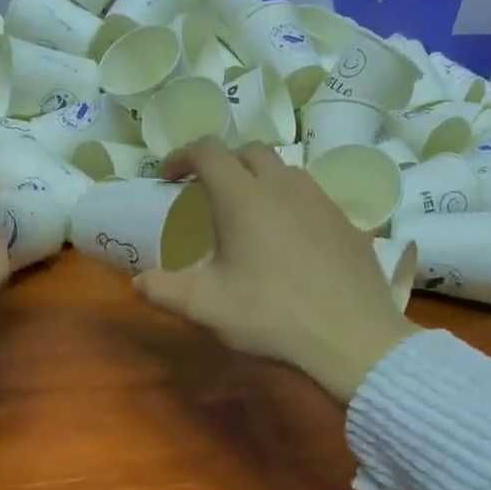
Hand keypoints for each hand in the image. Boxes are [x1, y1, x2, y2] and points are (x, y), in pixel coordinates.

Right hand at [135, 138, 418, 401]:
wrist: (351, 338)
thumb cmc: (270, 316)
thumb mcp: (204, 307)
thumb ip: (164, 289)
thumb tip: (139, 281)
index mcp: (242, 198)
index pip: (208, 152)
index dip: (183, 155)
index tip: (170, 175)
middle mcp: (283, 187)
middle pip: (249, 151)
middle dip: (224, 162)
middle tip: (208, 191)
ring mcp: (320, 201)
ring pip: (285, 171)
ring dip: (260, 179)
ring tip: (250, 213)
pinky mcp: (346, 222)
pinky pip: (312, 197)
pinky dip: (290, 203)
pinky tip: (289, 240)